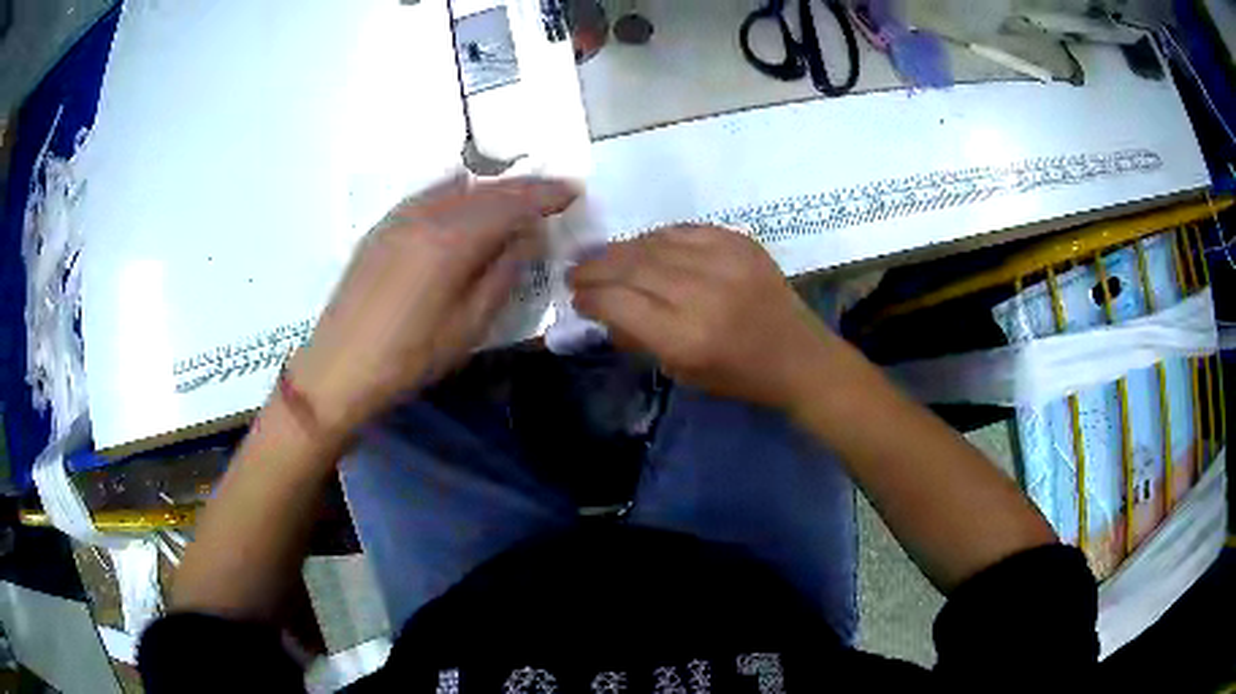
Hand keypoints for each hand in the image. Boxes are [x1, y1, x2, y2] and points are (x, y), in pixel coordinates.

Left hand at [288, 176, 576, 432]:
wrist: (339, 367)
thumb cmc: (409, 357)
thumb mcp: (469, 326)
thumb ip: (502, 273)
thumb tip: (528, 237)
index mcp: (452, 239)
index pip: (511, 203)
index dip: (546, 195)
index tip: (573, 192)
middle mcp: (426, 215)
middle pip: (485, 190)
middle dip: (524, 188)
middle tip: (553, 191)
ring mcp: (399, 217)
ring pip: (457, 188)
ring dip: (492, 189)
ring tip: (515, 199)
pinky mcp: (382, 228)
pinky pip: (429, 194)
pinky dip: (457, 192)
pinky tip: (464, 198)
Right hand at [569, 225, 835, 409]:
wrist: (798, 356)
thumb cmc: (738, 376)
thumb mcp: (682, 371)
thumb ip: (639, 337)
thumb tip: (602, 309)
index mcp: (686, 337)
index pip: (620, 304)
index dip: (591, 297)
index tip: (577, 296)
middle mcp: (702, 293)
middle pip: (632, 267)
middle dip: (596, 268)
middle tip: (576, 272)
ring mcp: (725, 262)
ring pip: (655, 243)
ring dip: (622, 249)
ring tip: (604, 257)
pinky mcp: (741, 243)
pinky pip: (685, 230)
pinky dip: (658, 237)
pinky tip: (645, 246)